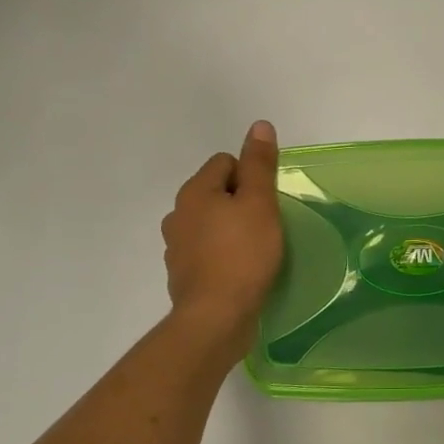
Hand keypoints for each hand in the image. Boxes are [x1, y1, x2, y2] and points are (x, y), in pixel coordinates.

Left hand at [162, 121, 284, 355]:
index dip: (251, 177)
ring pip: (211, 223)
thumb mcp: (260, 204)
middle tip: (266, 226)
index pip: (226, 163)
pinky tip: (241, 272)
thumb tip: (259, 125)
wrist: (215, 318)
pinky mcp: (183, 275)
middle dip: (241, 204)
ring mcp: (176, 247)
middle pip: (217, 193)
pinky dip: (223, 256)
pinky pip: (207, 252)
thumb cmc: (242, 255)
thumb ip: (260, 164)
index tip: (267, 203)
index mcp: (194, 192)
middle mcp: (178, 214)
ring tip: (256, 250)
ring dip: (231, 230)